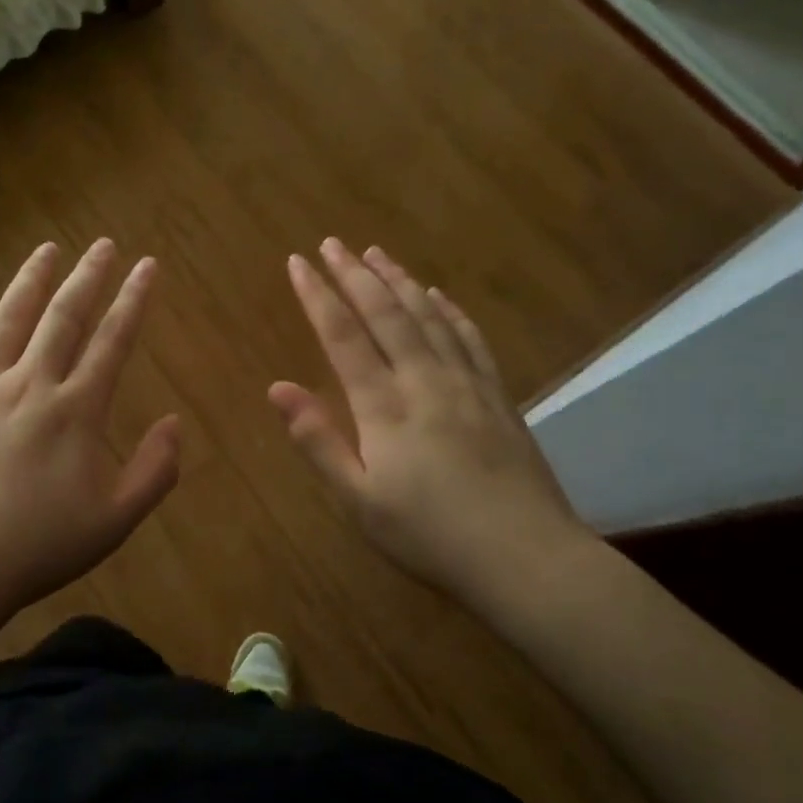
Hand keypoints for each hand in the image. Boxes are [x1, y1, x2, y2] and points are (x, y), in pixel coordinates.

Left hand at [0, 239, 179, 621]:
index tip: (147, 266)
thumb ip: (154, 471)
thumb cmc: (35, 550)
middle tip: (103, 244)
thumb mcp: (113, 522)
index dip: (133, 300)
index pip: (113, 341)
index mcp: (75, 410)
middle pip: (63, 317)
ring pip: (7, 319)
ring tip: (47, 250)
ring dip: (30, 281)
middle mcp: (28, 384)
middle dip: (88, 276)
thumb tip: (174, 422)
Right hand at [269, 238, 588, 604]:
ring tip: (377, 254)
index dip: (318, 297)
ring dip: (400, 281)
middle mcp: (425, 381)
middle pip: (386, 314)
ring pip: (428, 318)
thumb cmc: (429, 536)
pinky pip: (470, 340)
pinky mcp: (498, 398)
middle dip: (355, 275)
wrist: (526, 558)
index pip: (343, 337)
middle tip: (333, 243)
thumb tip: (276, 388)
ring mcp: (467, 386)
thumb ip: (318, 441)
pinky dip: (450, 312)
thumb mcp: (359, 501)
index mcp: (385, 407)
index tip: (299, 262)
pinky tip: (438, 296)